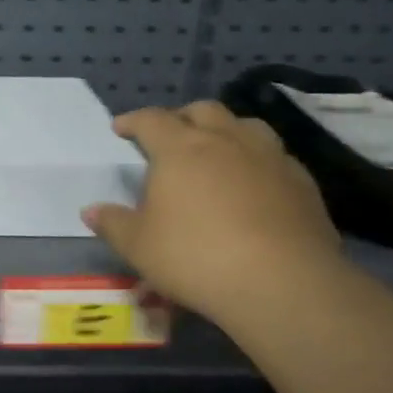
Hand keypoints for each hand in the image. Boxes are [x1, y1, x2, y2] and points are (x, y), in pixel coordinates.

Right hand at [83, 102, 340, 321]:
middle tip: (169, 137)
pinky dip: (255, 161)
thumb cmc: (195, 257)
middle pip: (202, 110)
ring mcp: (269, 157)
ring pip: (244, 125)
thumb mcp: (138, 246)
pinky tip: (253, 185)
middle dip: (181, 117)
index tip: (121, 128)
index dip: (133, 121)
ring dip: (225, 131)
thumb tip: (91, 211)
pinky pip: (274, 156)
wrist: (280, 281)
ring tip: (216, 152)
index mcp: (180, 149)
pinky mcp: (301, 181)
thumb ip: (113, 224)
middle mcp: (226, 140)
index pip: (151, 120)